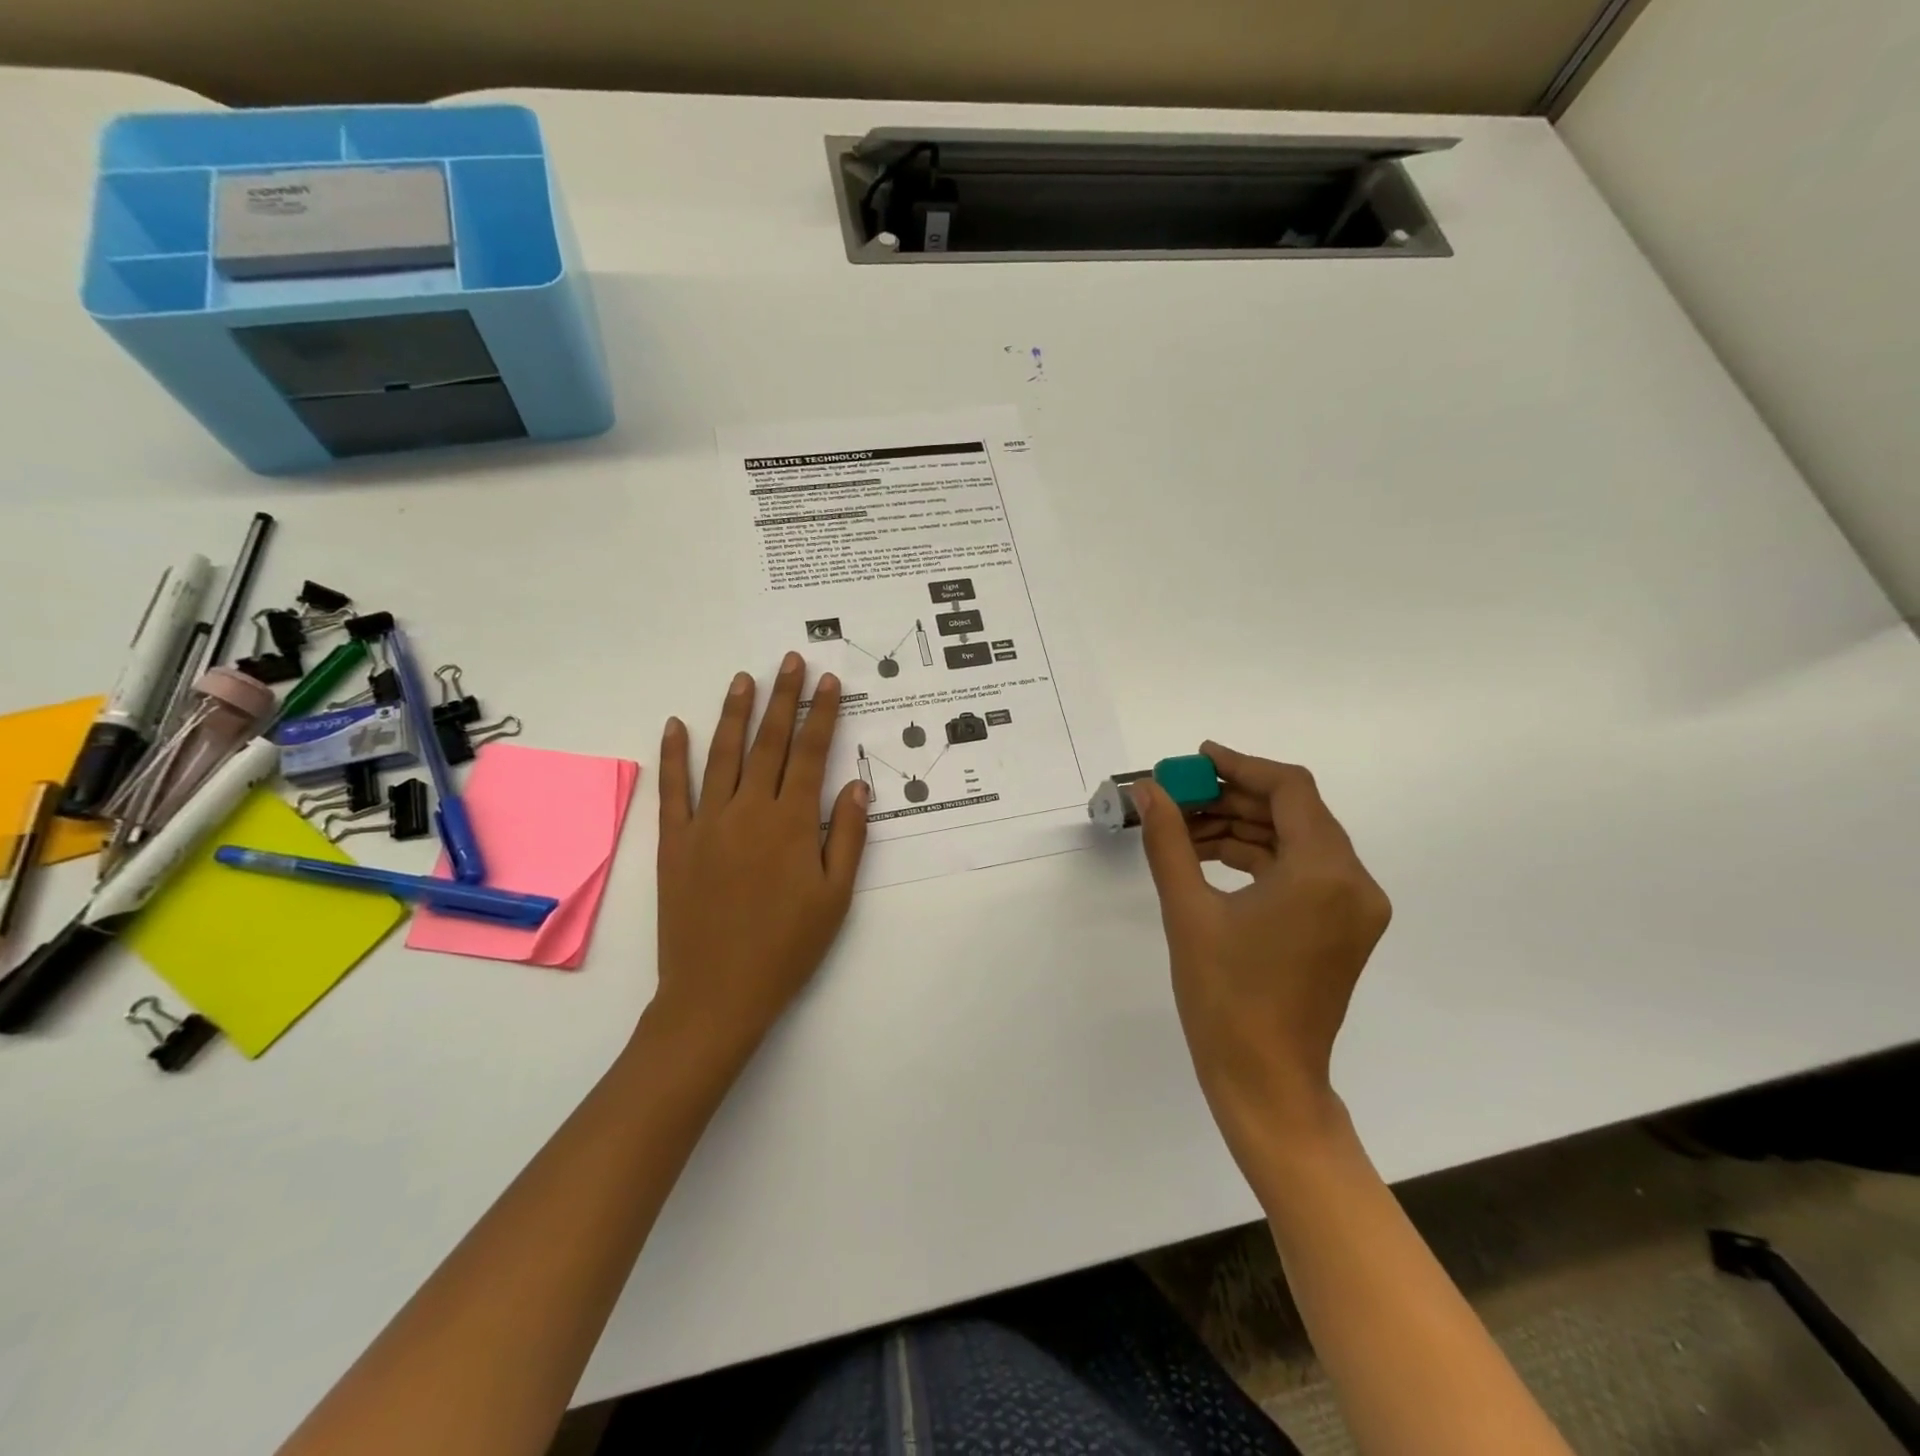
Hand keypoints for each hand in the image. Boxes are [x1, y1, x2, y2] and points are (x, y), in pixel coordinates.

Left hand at [651, 653, 868, 1066]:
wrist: (717, 993)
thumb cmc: (787, 948)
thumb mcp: (835, 898)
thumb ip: (847, 838)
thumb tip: (855, 786)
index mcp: (791, 824)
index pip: (811, 754)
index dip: (822, 715)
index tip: (829, 682)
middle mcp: (749, 811)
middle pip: (769, 743)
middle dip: (783, 699)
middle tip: (790, 661)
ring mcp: (707, 824)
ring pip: (722, 755)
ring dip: (734, 713)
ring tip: (744, 679)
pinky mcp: (674, 843)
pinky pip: (674, 790)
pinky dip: (674, 755)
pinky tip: (676, 724)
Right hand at [1136, 742, 1390, 1169]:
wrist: (1266, 1082)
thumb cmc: (1225, 998)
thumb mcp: (1188, 910)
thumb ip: (1169, 839)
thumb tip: (1148, 789)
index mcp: (1324, 873)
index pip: (1290, 789)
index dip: (1240, 765)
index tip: (1196, 759)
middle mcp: (1353, 882)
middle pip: (1294, 813)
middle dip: (1232, 799)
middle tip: (1177, 796)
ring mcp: (1353, 907)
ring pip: (1295, 841)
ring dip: (1241, 828)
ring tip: (1181, 828)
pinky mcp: (1343, 927)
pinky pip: (1300, 871)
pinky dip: (1257, 858)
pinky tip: (1208, 857)